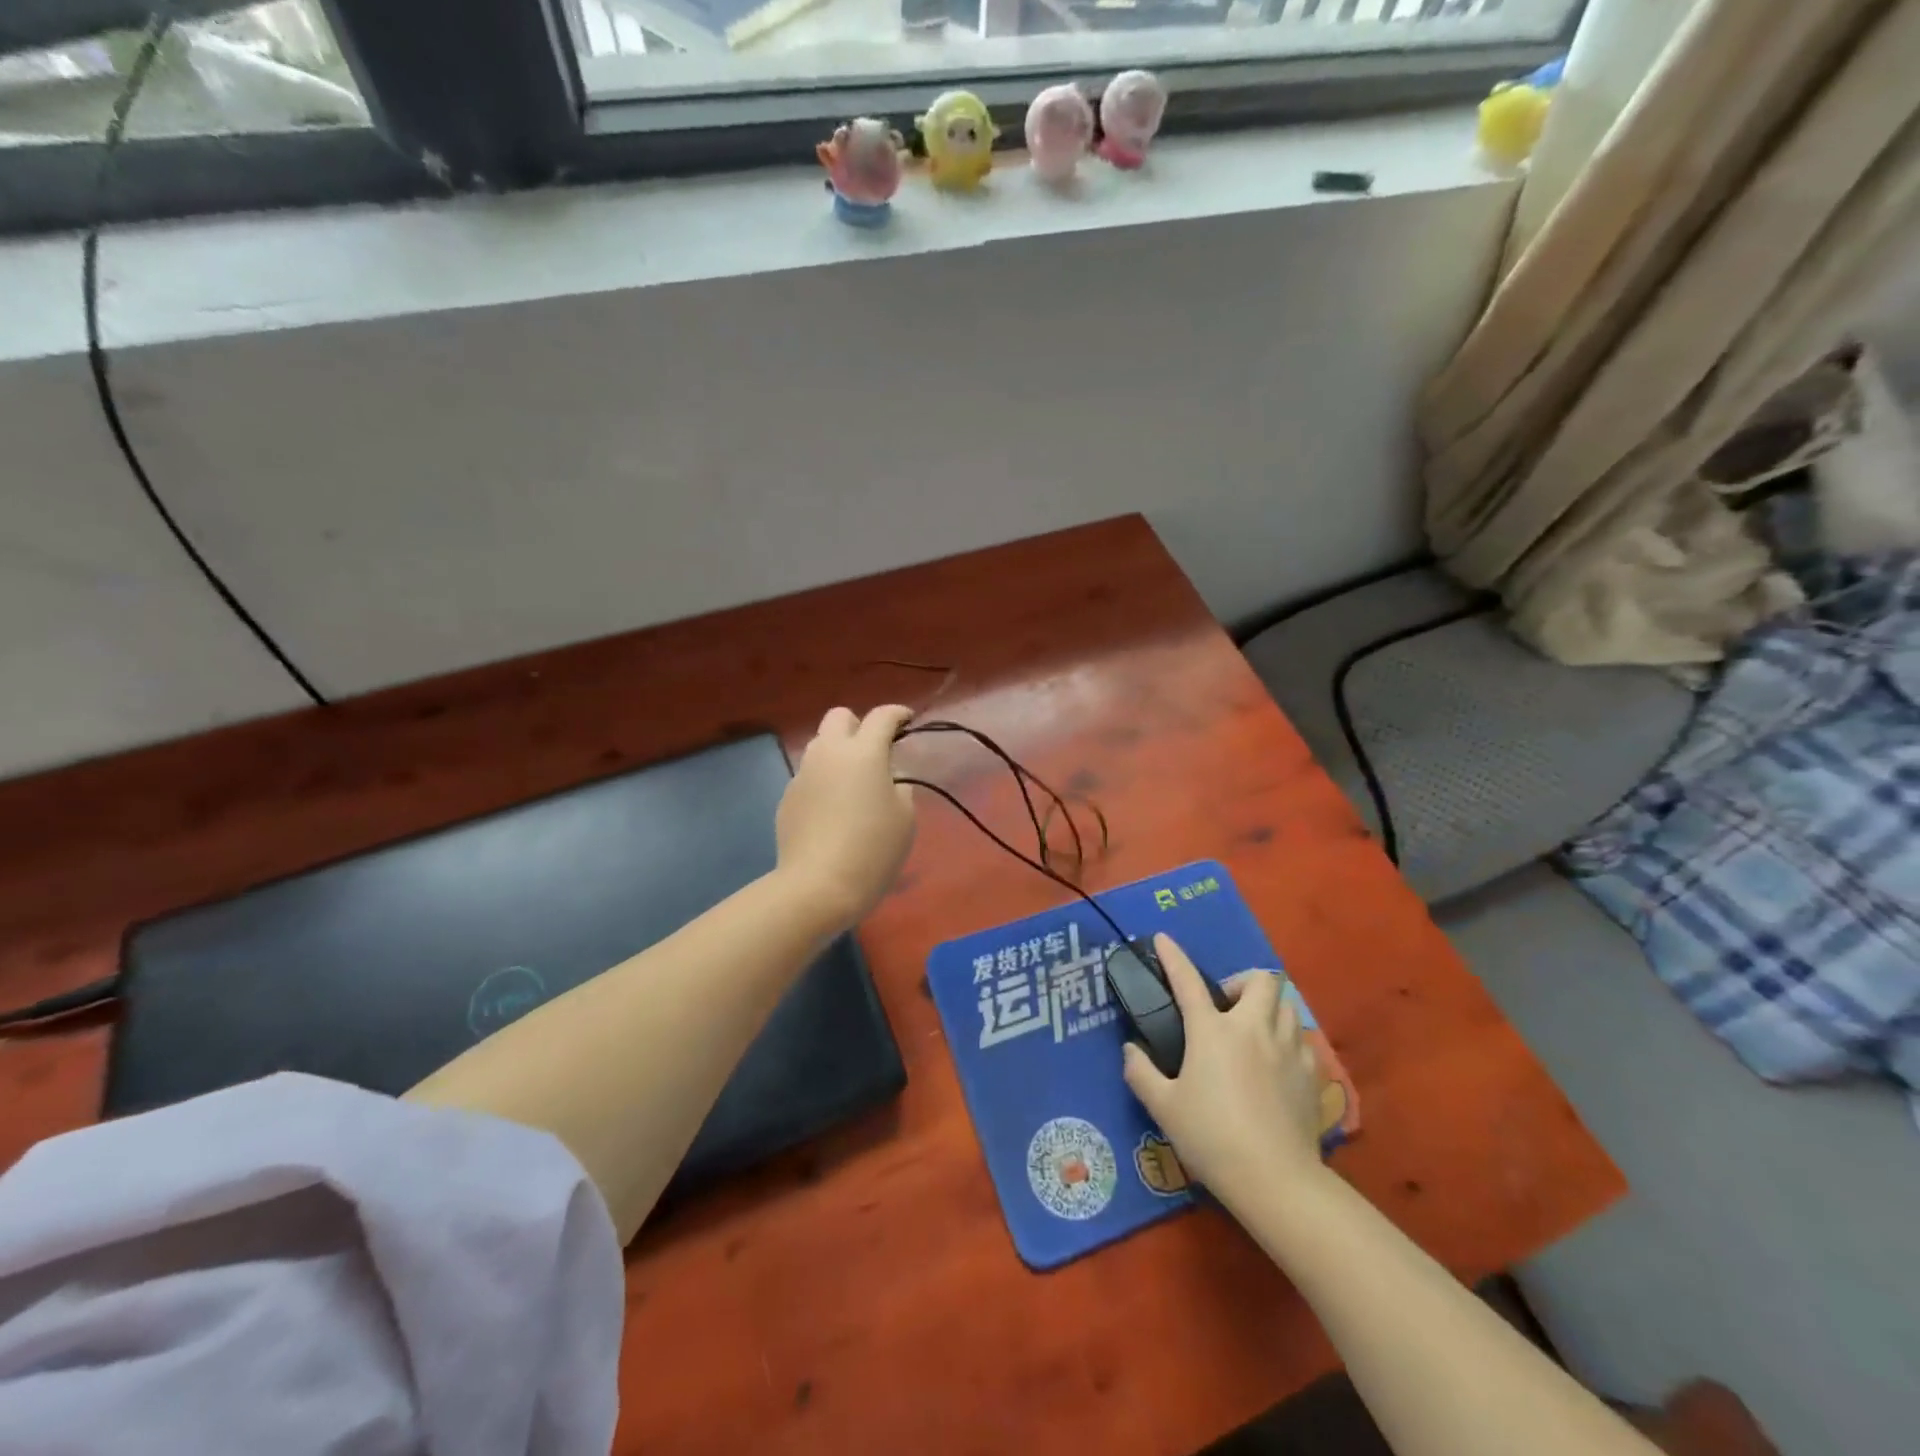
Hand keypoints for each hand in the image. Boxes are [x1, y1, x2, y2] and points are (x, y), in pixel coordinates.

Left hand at [775, 705, 916, 930]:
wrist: (817, 886)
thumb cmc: (872, 850)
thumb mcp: (905, 819)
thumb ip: (900, 788)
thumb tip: (887, 780)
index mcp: (863, 753)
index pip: (881, 717)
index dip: (897, 714)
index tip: (907, 720)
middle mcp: (828, 753)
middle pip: (839, 717)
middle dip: (859, 724)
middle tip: (875, 749)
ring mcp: (803, 774)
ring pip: (819, 745)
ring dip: (838, 752)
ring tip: (853, 781)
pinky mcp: (787, 798)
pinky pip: (809, 776)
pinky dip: (823, 781)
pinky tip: (832, 811)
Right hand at [1121, 934, 1325, 1211]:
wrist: (1276, 1180)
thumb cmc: (1212, 1137)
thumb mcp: (1163, 1107)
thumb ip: (1141, 1072)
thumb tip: (1131, 1049)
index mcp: (1213, 1031)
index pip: (1188, 981)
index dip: (1173, 956)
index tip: (1163, 940)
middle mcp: (1253, 1029)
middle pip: (1261, 979)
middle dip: (1243, 983)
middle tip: (1227, 1007)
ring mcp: (1288, 1049)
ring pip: (1286, 1005)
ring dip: (1268, 1008)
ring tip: (1253, 1033)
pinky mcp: (1312, 1075)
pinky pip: (1301, 1040)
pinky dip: (1287, 1041)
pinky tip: (1276, 1065)